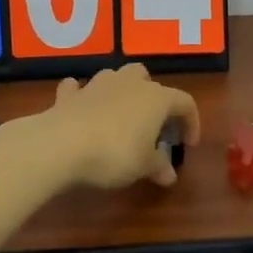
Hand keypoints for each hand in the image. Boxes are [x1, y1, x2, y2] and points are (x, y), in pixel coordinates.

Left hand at [40, 64, 200, 189]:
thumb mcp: (143, 166)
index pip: (185, 102)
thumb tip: (170, 175)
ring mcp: (97, 85)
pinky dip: (83, 96)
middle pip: (147, 79)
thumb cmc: (114, 153)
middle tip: (152, 126)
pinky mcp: (70, 95)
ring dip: (120, 93)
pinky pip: (79, 88)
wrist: (61, 143)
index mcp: (156, 98)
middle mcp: (129, 83)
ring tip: (120, 118)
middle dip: (152, 98)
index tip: (187, 145)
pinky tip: (82, 109)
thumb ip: (159, 167)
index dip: (191, 122)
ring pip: (116, 78)